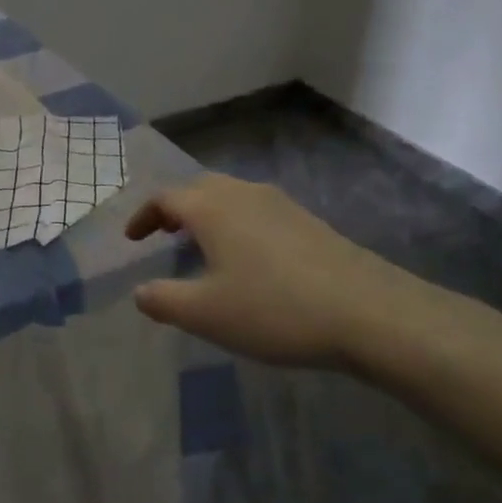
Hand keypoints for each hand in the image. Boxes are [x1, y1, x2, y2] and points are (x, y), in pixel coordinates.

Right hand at [125, 174, 424, 366]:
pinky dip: (236, 224)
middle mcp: (244, 194)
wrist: (369, 313)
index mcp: (212, 208)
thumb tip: (141, 291)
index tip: (132, 239)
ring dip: (207, 214)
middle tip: (163, 233)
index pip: (165, 198)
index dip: (143, 217)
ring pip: (231, 197)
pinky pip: (257, 211)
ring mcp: (281, 205)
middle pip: (199, 189)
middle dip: (175, 208)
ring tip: (201, 244)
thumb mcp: (205, 314)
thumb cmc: (274, 309)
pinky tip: (247, 258)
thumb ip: (163, 300)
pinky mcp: (309, 222)